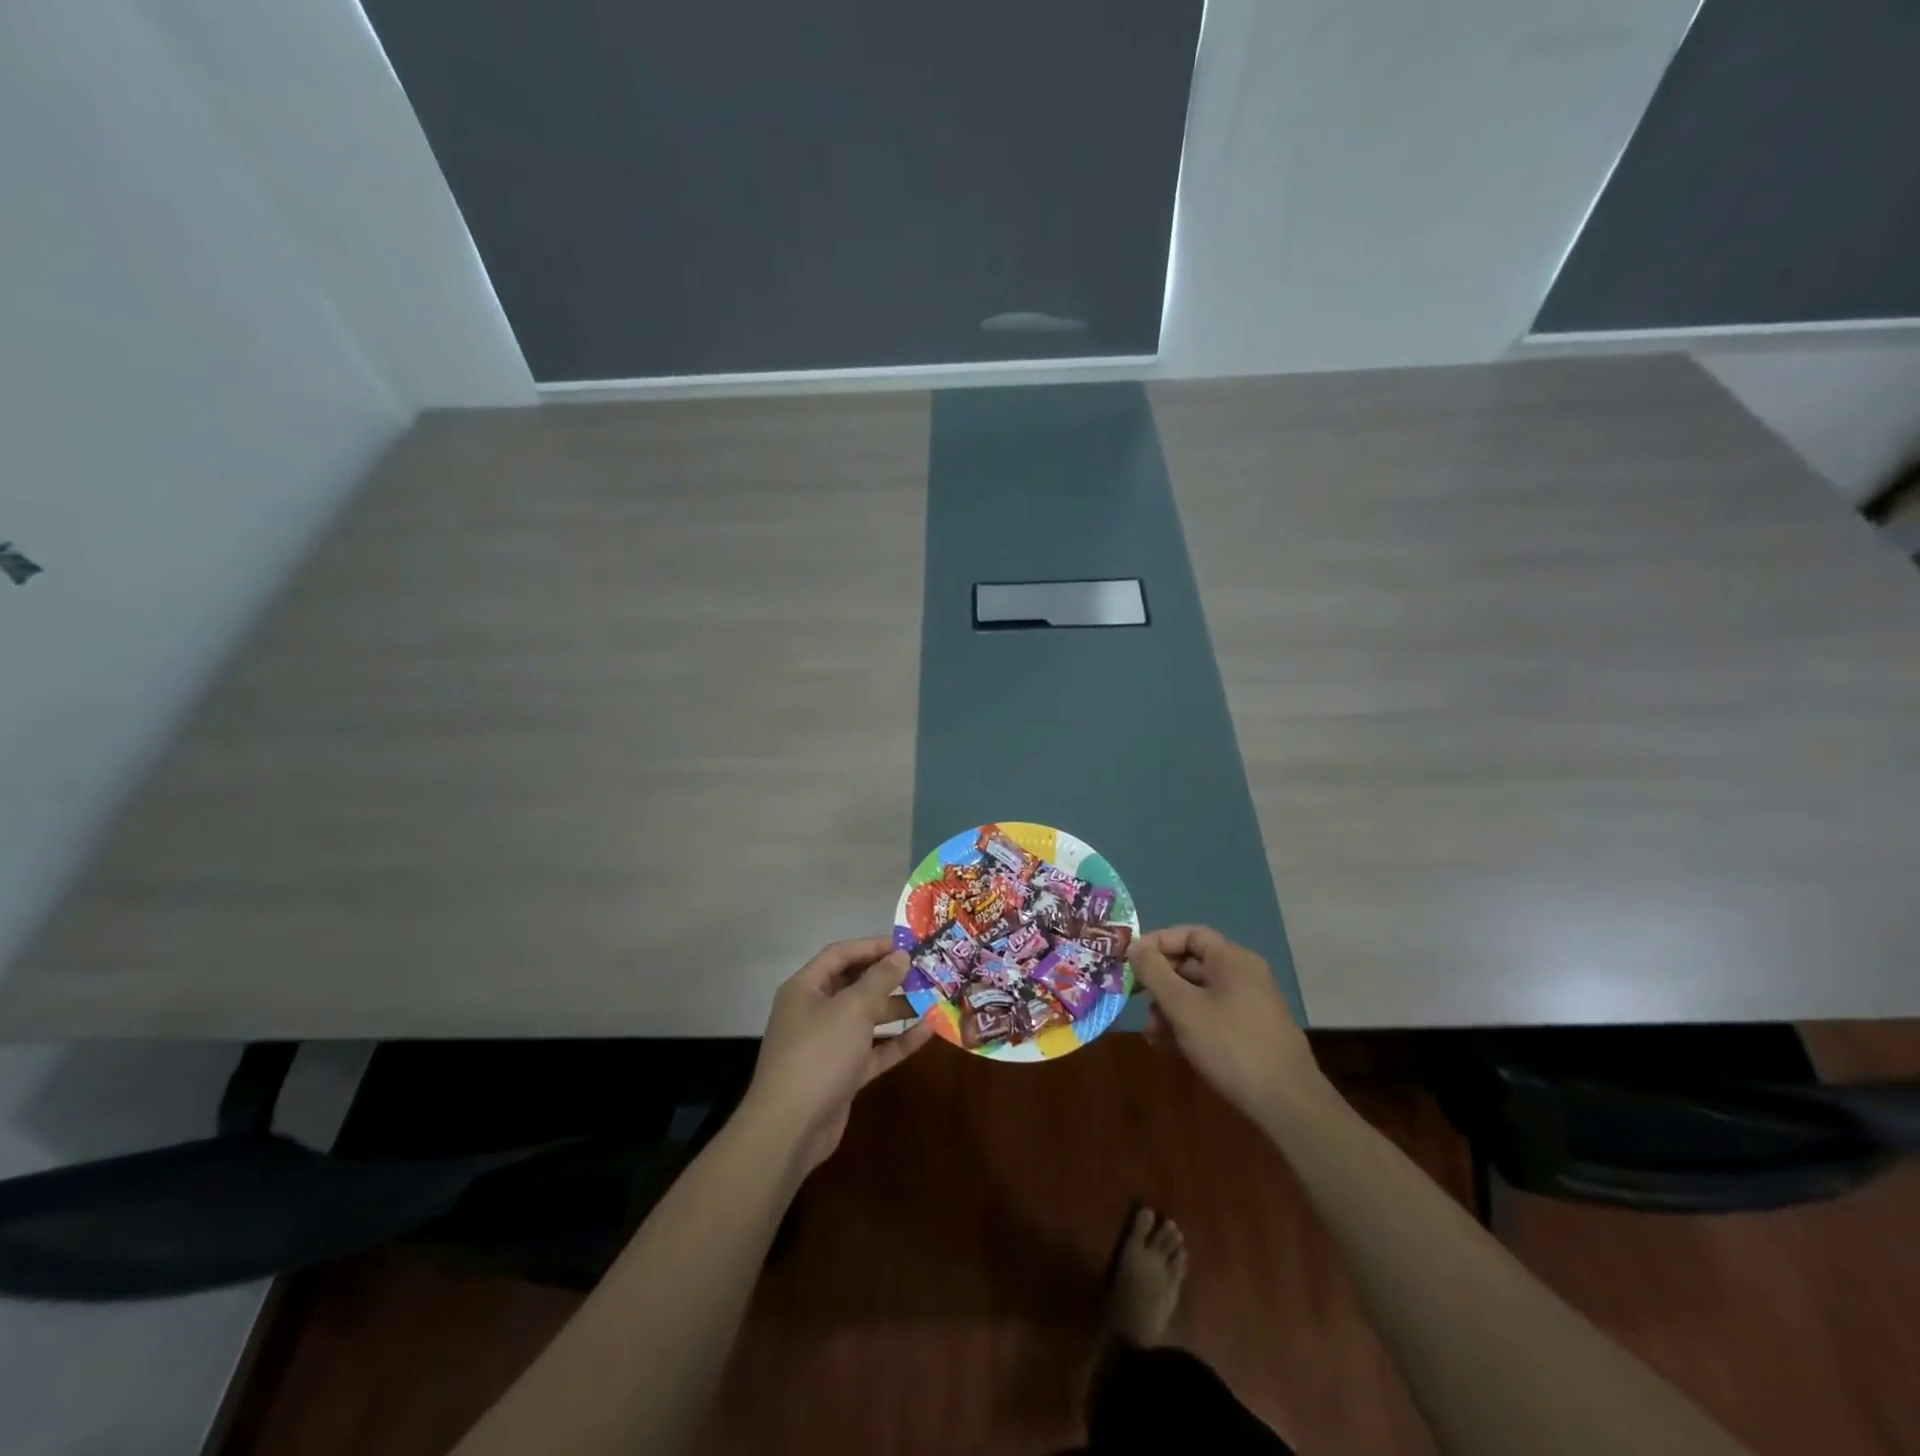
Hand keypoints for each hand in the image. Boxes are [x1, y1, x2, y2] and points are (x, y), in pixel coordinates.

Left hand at [742, 937, 934, 1172]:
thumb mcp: (852, 1009)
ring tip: (933, 999)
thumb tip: (901, 955)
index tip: (907, 945)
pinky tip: (927, 1032)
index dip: (872, 946)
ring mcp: (828, 1044)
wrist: (790, 1128)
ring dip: (897, 1009)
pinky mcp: (841, 1074)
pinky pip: (873, 1049)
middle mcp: (814, 1011)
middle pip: (854, 985)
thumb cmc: (819, 1053)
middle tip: (925, 972)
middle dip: (889, 978)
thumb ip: (879, 979)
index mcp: (806, 988)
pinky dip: (896, 1041)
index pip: (840, 954)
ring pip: (866, 1018)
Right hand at [1128, 926, 1327, 1122]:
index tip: (1131, 962)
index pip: (1190, 934)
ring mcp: (1250, 1006)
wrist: (1287, 1104)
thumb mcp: (1183, 1007)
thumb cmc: (1231, 1045)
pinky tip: (1170, 1048)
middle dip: (1160, 983)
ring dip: (1170, 1009)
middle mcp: (1244, 976)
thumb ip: (1155, 973)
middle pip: (1192, 965)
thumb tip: (1134, 946)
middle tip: (1136, 1002)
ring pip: (1199, 995)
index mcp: (1232, 960)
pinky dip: (1189, 1026)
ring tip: (1152, 1035)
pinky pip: (1212, 1017)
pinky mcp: (1251, 1033)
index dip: (1157, 943)